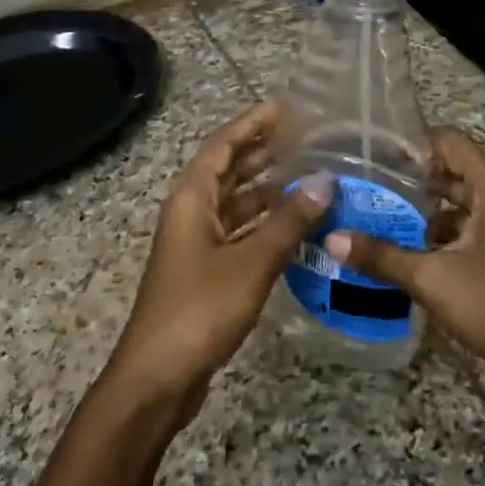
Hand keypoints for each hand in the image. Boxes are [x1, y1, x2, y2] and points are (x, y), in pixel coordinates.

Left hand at [107, 103, 331, 415]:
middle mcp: (191, 215)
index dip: (251, 124)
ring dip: (268, 193)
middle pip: (228, 173)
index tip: (283, 109)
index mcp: (191, 200)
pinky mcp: (206, 274)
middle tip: (306, 141)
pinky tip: (297, 231)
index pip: (221, 146)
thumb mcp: (251, 262)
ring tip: (310, 180)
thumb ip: (288, 222)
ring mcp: (197, 246)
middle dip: (262, 154)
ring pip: (236, 207)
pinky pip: (240, 236)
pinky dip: (266, 228)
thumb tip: (325, 182)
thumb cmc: (199, 309)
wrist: (159, 376)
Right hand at [326, 129, 484, 391]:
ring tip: (383, 224)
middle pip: (457, 174)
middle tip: (368, 190)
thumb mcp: (433, 279)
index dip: (412, 146)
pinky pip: (478, 230)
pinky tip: (416, 256)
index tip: (373, 158)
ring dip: (428, 215)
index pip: (451, 143)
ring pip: (466, 206)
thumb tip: (332, 238)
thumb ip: (382, 256)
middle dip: (414, 183)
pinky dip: (448, 237)